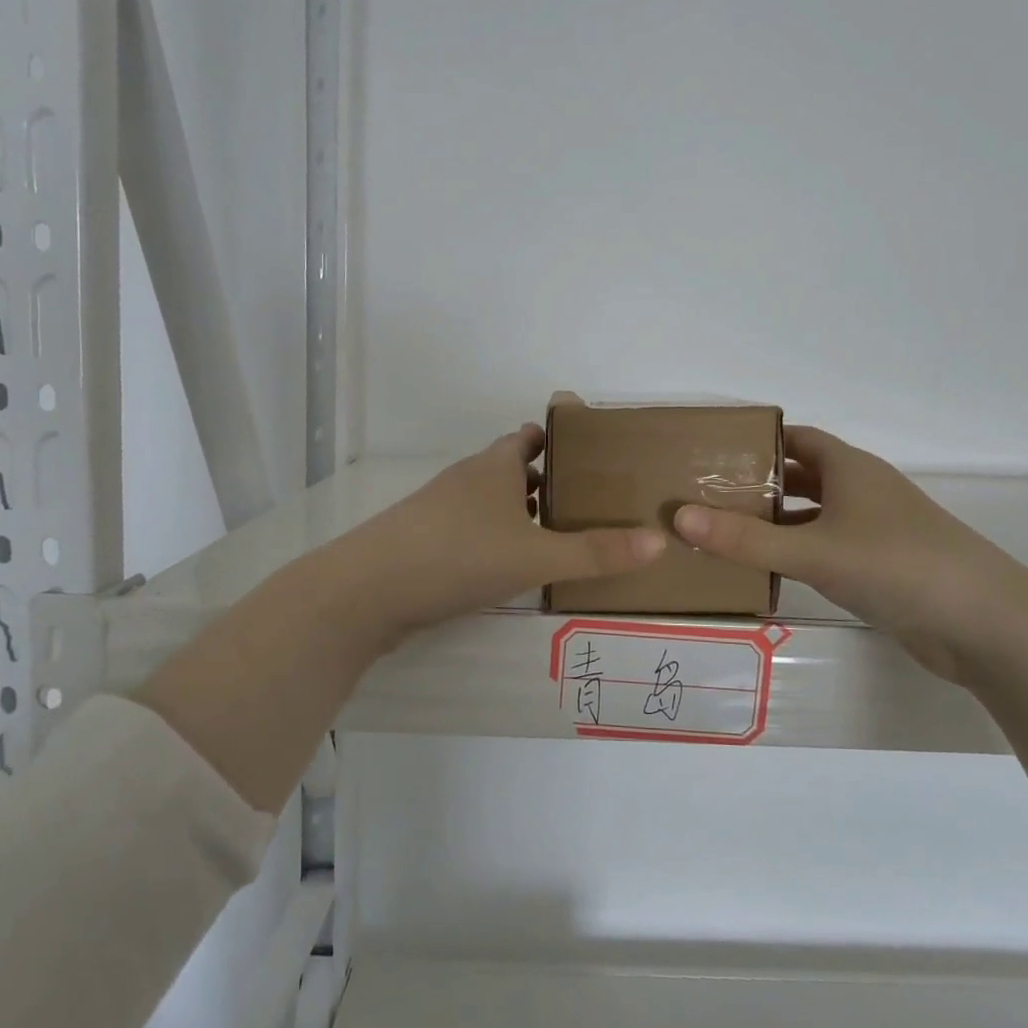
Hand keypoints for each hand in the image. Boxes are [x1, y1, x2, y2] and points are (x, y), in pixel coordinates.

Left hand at [327, 424, 666, 638]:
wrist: (367, 590)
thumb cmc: (458, 556)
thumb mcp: (535, 556)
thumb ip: (596, 552)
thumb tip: (660, 541)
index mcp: (494, 467)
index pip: (528, 437)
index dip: (557, 439)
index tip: (590, 452)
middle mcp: (467, 479)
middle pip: (510, 468)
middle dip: (545, 479)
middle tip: (587, 500)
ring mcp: (440, 510)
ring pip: (490, 500)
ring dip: (519, 511)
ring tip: (557, 533)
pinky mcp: (424, 540)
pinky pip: (472, 529)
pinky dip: (495, 536)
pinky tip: (509, 565)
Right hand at [673, 426, 1027, 682]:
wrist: (986, 625)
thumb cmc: (897, 566)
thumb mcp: (813, 551)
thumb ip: (745, 539)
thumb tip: (678, 517)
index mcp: (850, 468)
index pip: (795, 438)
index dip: (755, 441)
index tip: (711, 451)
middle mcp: (862, 491)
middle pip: (801, 476)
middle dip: (757, 483)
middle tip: (704, 494)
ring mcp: (875, 530)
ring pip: (814, 515)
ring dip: (776, 521)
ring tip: (723, 532)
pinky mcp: (881, 567)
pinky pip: (827, 548)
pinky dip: (797, 552)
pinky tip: (767, 570)